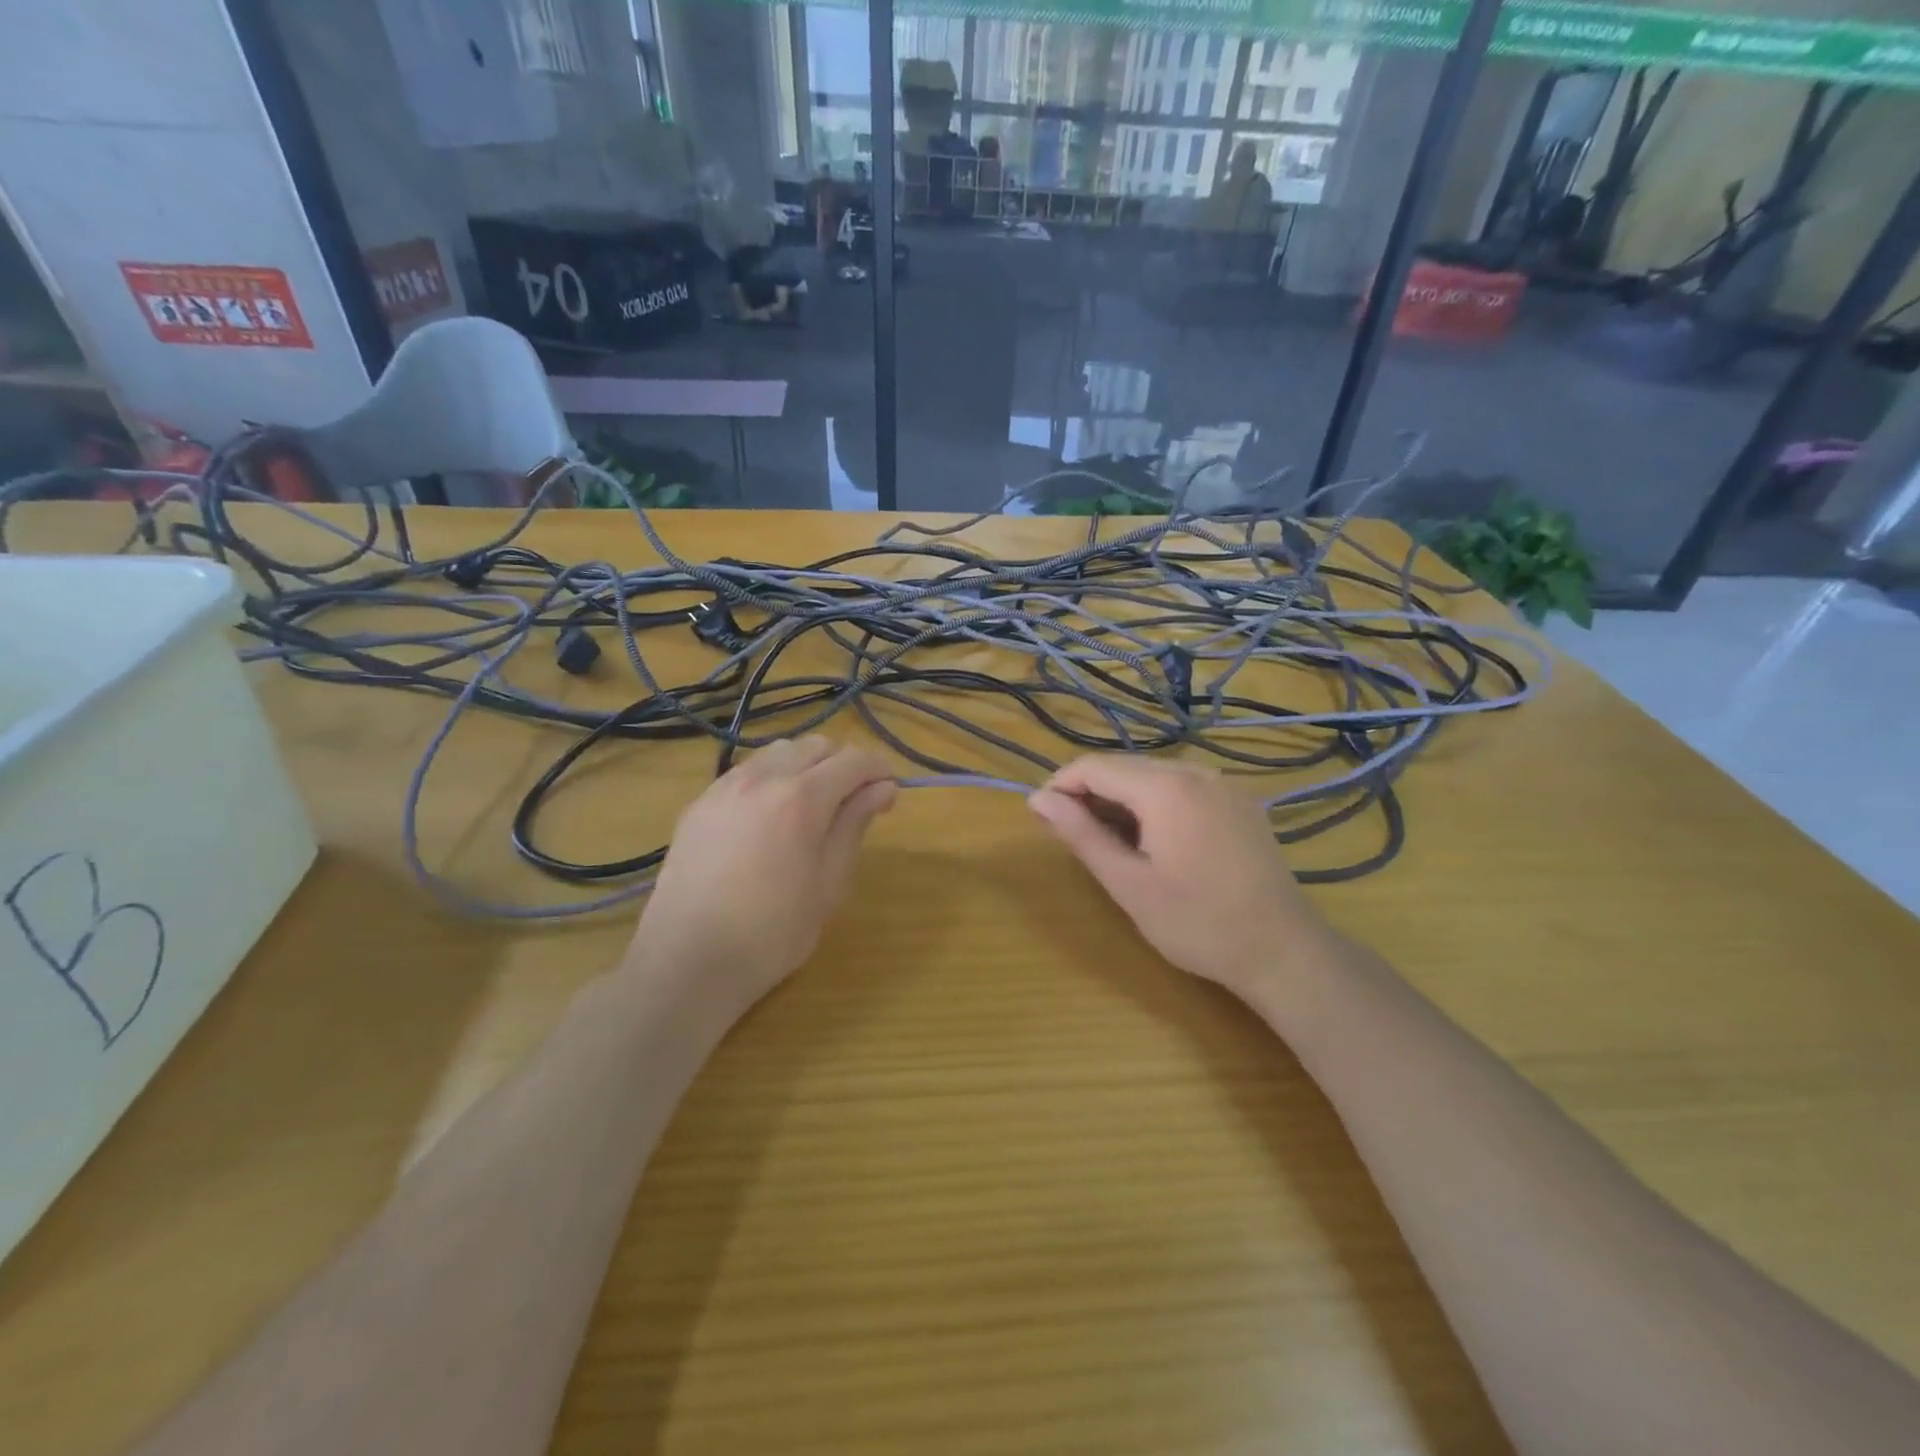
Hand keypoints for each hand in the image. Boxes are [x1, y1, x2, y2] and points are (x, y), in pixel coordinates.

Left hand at [629, 737, 896, 1019]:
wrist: (688, 962)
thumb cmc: (773, 932)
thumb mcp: (829, 883)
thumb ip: (854, 825)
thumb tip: (882, 788)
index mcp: (801, 798)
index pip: (853, 760)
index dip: (878, 771)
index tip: (888, 795)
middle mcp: (762, 778)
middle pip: (815, 745)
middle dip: (842, 764)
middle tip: (853, 803)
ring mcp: (724, 788)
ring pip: (778, 753)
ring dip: (805, 767)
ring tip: (811, 807)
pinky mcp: (698, 804)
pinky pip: (746, 772)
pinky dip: (770, 779)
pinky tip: (769, 818)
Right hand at [1027, 755, 1335, 997]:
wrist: (1283, 951)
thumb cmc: (1197, 923)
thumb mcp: (1128, 883)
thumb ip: (1081, 834)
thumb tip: (1038, 798)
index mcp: (1166, 788)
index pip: (1095, 766)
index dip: (1061, 786)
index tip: (1042, 817)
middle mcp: (1196, 771)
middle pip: (1125, 766)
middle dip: (1091, 793)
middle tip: (1073, 836)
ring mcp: (1223, 785)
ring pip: (1153, 776)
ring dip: (1122, 799)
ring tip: (1110, 842)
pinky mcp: (1239, 802)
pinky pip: (1183, 788)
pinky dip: (1155, 804)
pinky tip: (1153, 840)